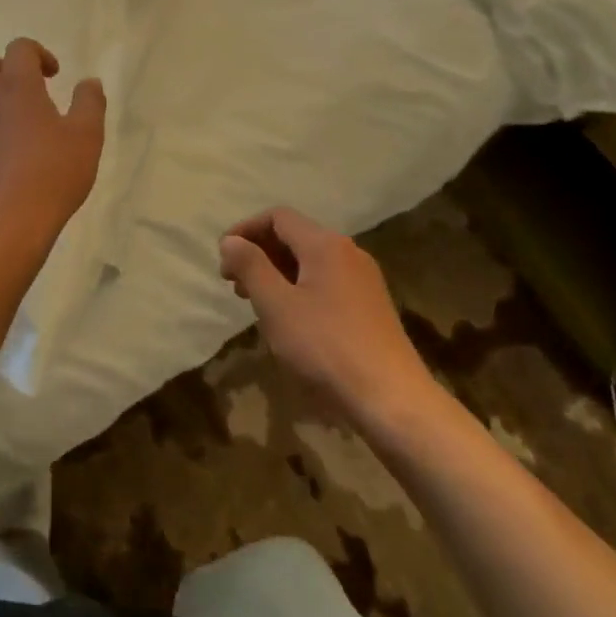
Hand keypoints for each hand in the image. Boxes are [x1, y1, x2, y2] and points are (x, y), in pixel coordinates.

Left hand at [0, 38, 105, 280]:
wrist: (2, 227)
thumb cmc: (51, 176)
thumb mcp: (86, 138)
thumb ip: (89, 103)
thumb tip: (89, 81)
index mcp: (16, 86)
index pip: (19, 49)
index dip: (37, 54)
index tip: (53, 75)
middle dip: (2, 68)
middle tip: (25, 90)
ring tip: (6, 117)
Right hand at [218, 208, 443, 439]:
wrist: (392, 400)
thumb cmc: (325, 346)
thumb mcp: (276, 305)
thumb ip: (250, 266)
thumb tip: (231, 240)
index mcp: (325, 244)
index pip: (277, 217)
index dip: (245, 230)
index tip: (223, 259)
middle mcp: (348, 252)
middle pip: (294, 236)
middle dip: (259, 253)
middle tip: (234, 284)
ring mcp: (363, 279)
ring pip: (309, 261)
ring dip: (277, 273)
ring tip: (256, 303)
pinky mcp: (370, 306)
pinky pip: (326, 281)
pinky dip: (298, 288)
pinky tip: (289, 320)